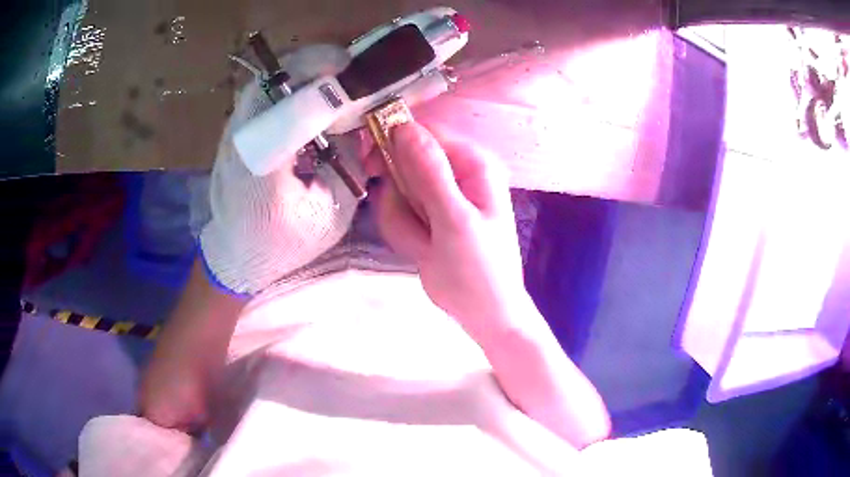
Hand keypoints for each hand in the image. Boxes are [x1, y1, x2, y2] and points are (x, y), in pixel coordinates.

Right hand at [376, 122, 529, 338]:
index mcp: (472, 164)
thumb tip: (404, 127)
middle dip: (400, 195)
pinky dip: (403, 232)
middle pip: (404, 162)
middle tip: (413, 224)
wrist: (483, 313)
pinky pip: (398, 212)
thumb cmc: (478, 270)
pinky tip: (422, 251)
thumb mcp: (454, 221)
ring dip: (402, 220)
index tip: (371, 166)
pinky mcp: (427, 216)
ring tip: (425, 245)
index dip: (392, 144)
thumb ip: (429, 173)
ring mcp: (439, 196)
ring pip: (396, 191)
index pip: (422, 134)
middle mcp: (456, 173)